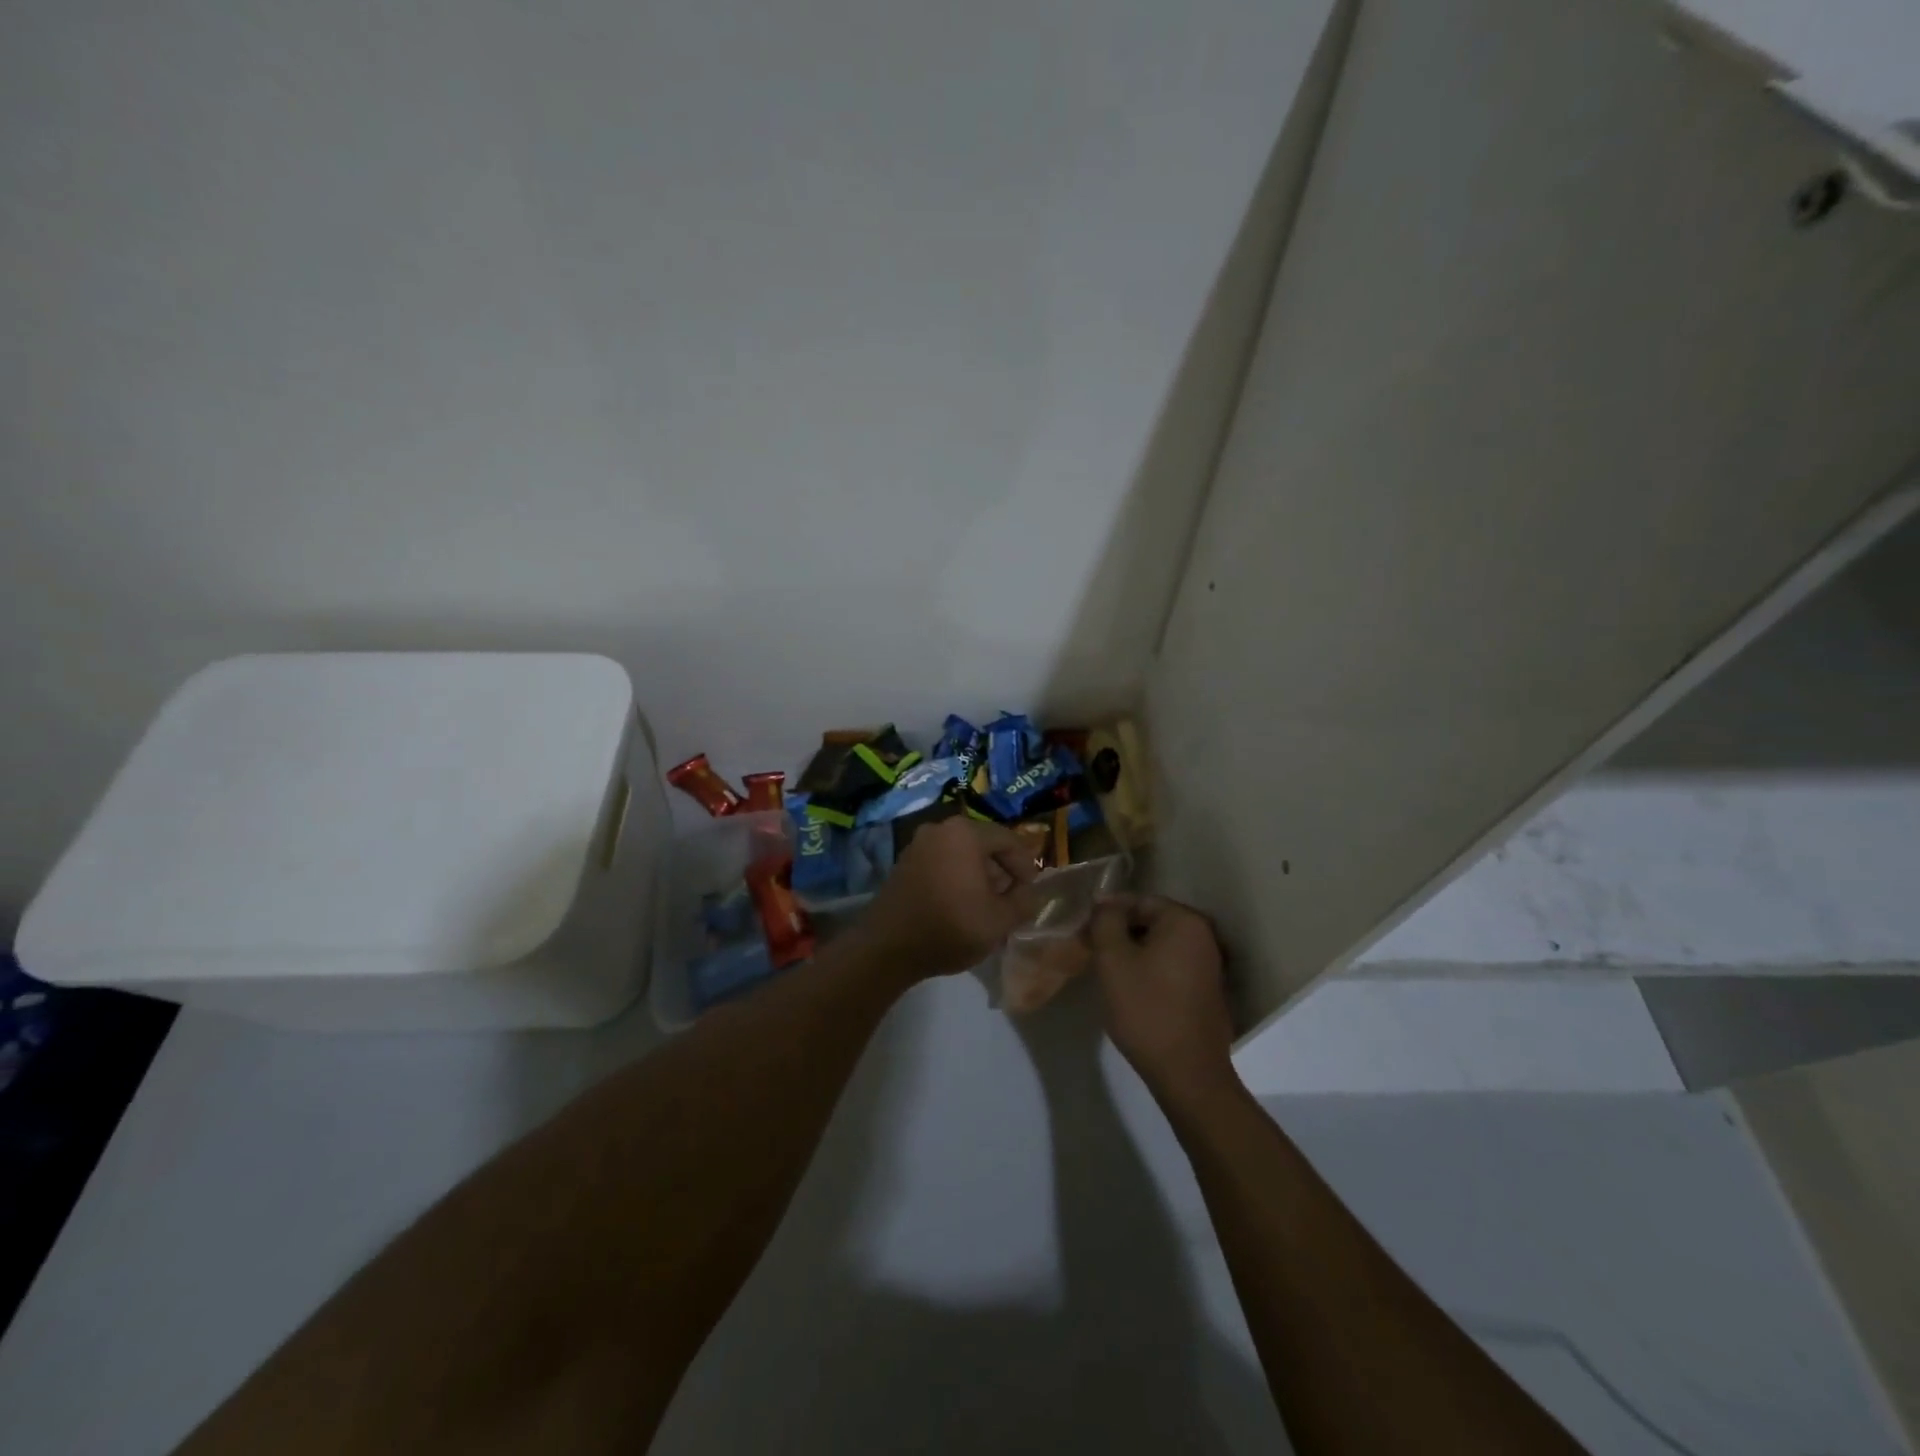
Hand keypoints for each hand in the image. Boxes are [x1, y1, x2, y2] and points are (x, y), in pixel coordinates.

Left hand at [850, 817, 1040, 979]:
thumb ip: (1024, 902)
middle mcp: (940, 829)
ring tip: (987, 906)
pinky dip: (956, 878)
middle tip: (1011, 900)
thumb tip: (1030, 893)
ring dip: (979, 876)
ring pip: (961, 854)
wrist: (887, 947)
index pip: (1009, 840)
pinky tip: (960, 905)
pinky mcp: (904, 863)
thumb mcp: (1000, 920)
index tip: (1031, 893)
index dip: (1026, 866)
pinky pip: (941, 862)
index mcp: (965, 833)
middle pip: (984, 844)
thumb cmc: (950, 927)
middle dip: (1002, 871)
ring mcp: (918, 844)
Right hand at [1090, 895, 1237, 1107]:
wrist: (1188, 1073)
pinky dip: (1150, 968)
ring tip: (1106, 970)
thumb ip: (1105, 921)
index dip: (1107, 912)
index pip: (1138, 900)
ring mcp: (1210, 964)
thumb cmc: (1146, 1009)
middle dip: (1120, 931)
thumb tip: (1104, 902)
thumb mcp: (1113, 959)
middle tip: (1092, 949)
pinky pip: (1171, 965)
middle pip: (1151, 920)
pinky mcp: (1207, 990)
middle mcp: (1204, 936)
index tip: (1083, 929)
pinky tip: (1131, 988)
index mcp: (1185, 922)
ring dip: (1133, 951)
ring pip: (1160, 945)